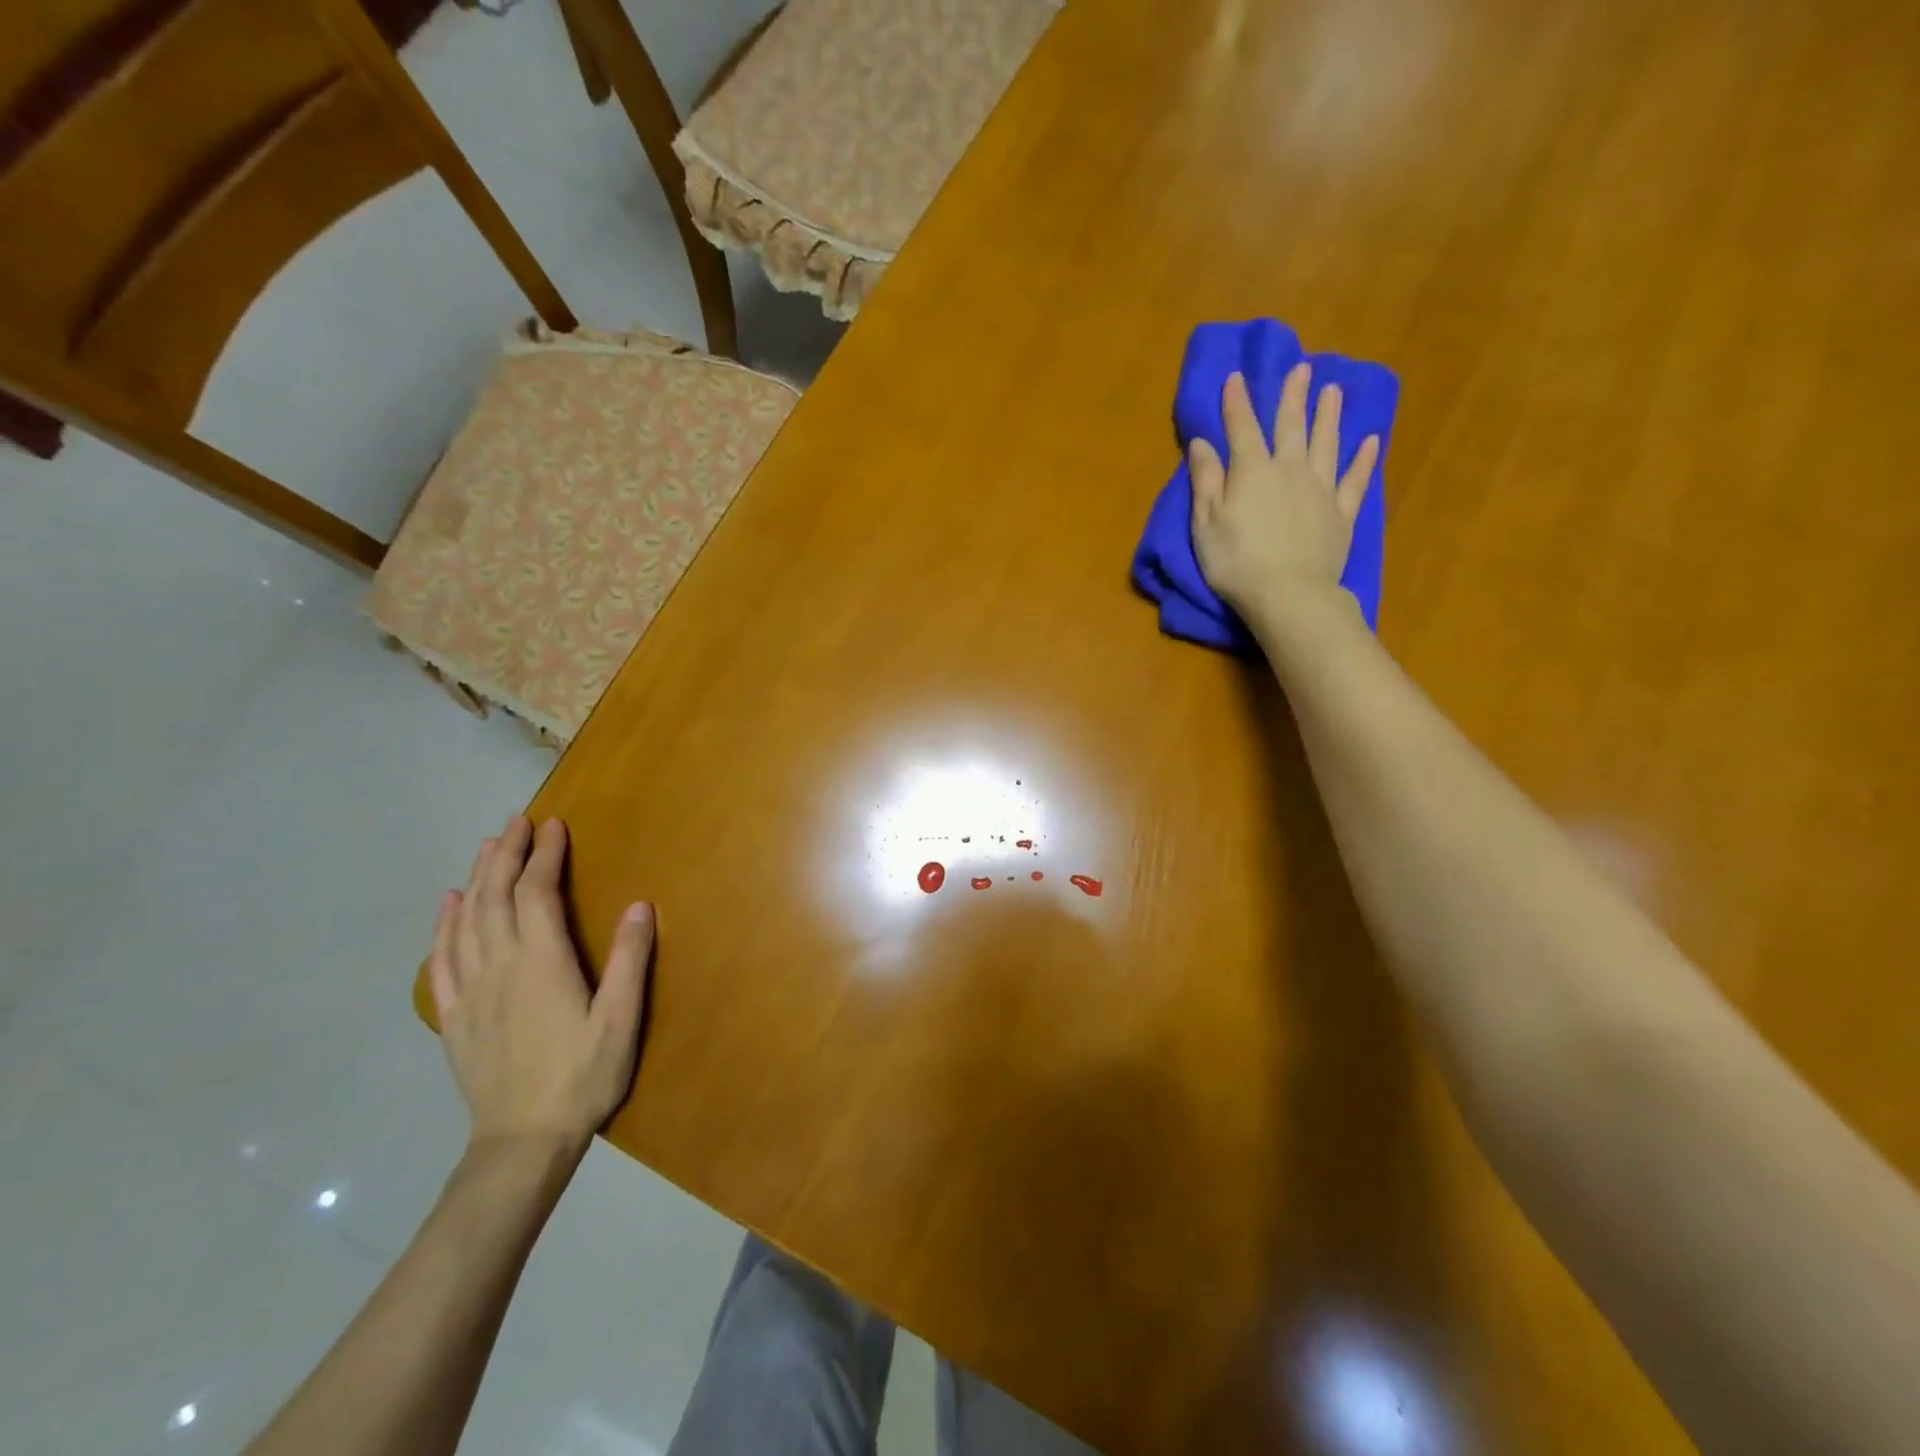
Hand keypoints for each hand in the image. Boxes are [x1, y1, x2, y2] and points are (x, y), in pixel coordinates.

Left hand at [430, 816, 652, 1158]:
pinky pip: (442, 960)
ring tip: (486, 847)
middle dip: (505, 854)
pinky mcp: (454, 1017)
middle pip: (495, 898)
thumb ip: (629, 960)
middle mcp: (500, 967)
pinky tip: (448, 905)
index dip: (545, 856)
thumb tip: (639, 905)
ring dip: (477, 879)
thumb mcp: (621, 1020)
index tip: (554, 825)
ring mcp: (471, 992)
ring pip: (467, 921)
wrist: (522, 1142)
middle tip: (516, 821)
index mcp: (542, 964)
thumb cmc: (582, 1077)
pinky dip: (443, 926)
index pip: (537, 894)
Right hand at [1189, 363, 1379, 627]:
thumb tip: (1202, 442)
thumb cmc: (1236, 562)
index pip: (1242, 428)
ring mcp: (1321, 490)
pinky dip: (1364, 460)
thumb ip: (1205, 481)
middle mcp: (1290, 470)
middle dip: (1293, 396)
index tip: (1236, 376)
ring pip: (1326, 444)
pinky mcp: (1342, 514)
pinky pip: (1355, 480)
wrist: (1288, 594)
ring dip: (1329, 416)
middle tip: (1302, 369)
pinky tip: (1371, 441)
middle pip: (1292, 426)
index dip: (1237, 402)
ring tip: (1334, 391)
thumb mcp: (1206, 523)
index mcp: (1252, 472)